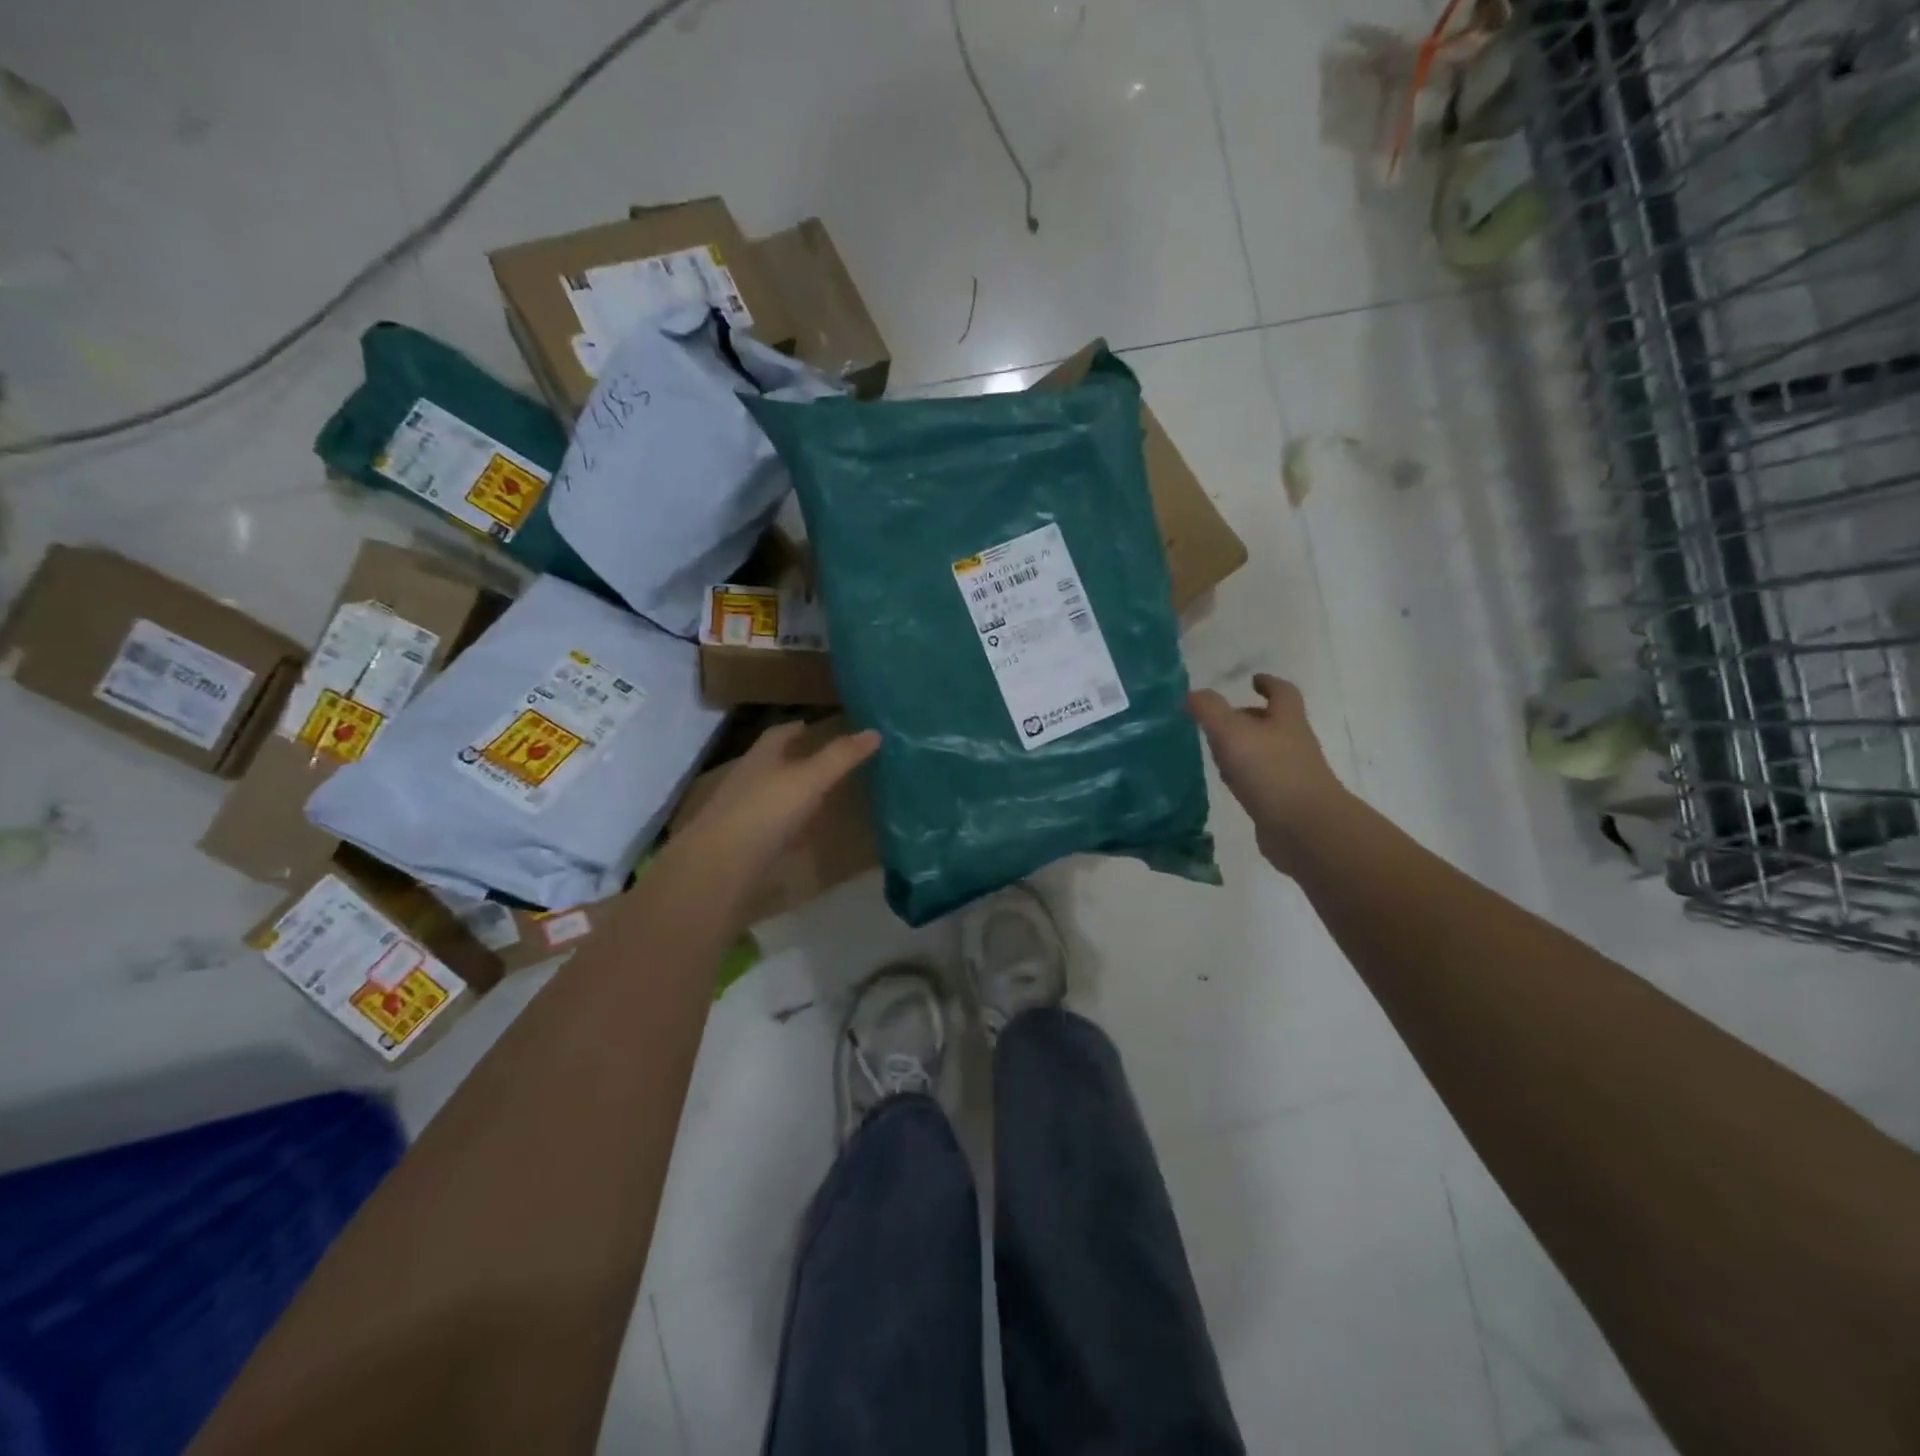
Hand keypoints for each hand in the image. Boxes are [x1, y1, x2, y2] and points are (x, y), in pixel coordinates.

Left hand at [662, 720, 880, 890]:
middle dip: (796, 760)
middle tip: (827, 760)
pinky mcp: (744, 846)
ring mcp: (743, 815)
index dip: (796, 729)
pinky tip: (805, 837)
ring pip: (772, 797)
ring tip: (822, 797)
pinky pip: (772, 830)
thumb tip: (874, 732)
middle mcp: (748, 781)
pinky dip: (789, 828)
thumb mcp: (809, 779)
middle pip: (773, 764)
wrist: (719, 867)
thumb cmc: (765, 811)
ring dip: (793, 795)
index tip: (813, 726)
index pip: (778, 734)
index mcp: (761, 758)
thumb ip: (841, 757)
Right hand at [1188, 674, 1347, 870]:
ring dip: (1244, 748)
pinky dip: (1245, 777)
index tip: (1253, 679)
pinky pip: (1262, 781)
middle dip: (1250, 717)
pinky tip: (1229, 784)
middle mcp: (1293, 743)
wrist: (1305, 829)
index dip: (1269, 683)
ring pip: (1265, 753)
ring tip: (1216, 750)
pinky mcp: (1284, 802)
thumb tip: (1192, 694)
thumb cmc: (1270, 770)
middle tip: (1220, 719)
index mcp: (1286, 720)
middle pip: (1273, 723)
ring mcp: (1291, 774)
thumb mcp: (1232, 732)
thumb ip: (1209, 710)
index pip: (1282, 693)